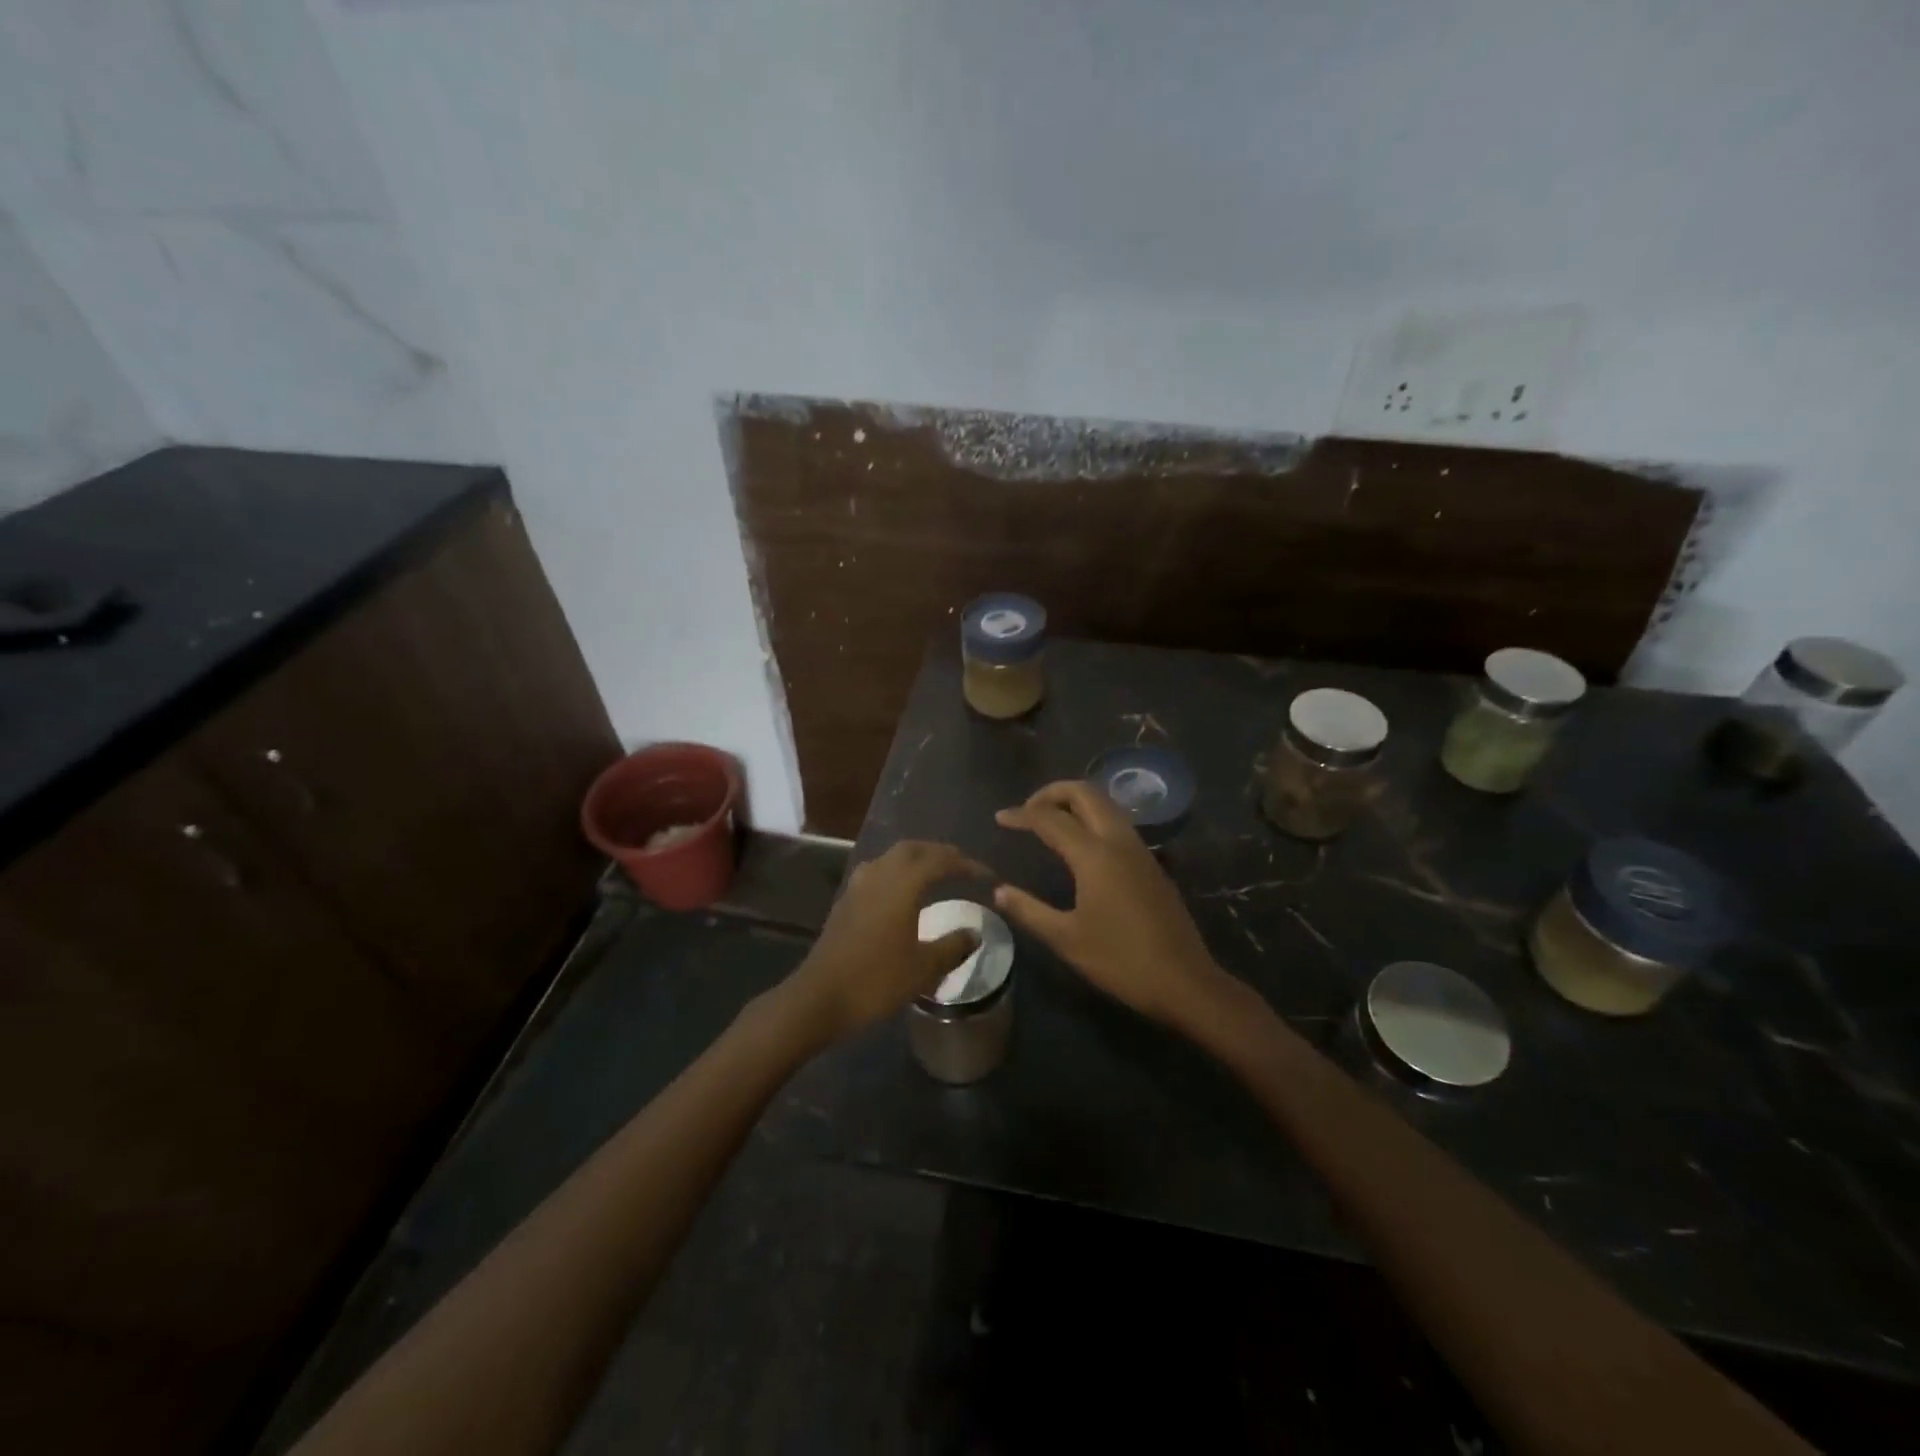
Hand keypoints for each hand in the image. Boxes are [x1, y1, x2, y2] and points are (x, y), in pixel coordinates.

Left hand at [785, 839, 986, 1042]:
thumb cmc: (876, 980)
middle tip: (961, 866)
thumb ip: (953, 946)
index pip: (940, 861)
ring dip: (916, 858)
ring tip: (935, 873)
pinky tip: (902, 893)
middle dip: (940, 853)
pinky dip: (897, 872)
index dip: (966, 865)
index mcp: (903, 884)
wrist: (820, 997)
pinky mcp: (845, 901)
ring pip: (892, 857)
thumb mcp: (924, 968)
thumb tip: (975, 933)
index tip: (987, 875)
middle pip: (913, 848)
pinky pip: (877, 871)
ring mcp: (858, 886)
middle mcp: (879, 874)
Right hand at [994, 780, 1232, 1031]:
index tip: (999, 818)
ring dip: (1074, 801)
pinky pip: (1117, 822)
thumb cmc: (1121, 961)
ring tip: (1049, 821)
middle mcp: (1119, 841)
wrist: (1185, 981)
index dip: (1021, 815)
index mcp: (1095, 855)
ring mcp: (1139, 850)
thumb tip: (998, 891)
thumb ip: (1029, 910)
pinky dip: (1092, 817)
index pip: (1050, 818)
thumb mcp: (1066, 939)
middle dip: (1052, 793)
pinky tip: (1079, 844)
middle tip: (1027, 811)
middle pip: (1084, 793)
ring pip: (1105, 804)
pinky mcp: (1151, 863)